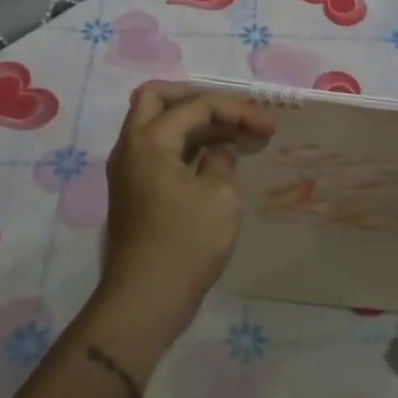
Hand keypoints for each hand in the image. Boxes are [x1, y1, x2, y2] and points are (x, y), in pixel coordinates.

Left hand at [98, 83, 277, 346]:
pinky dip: (184, 145)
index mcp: (149, 141)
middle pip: (157, 99)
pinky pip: (157, 151)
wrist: (146, 300)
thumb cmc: (187, 244)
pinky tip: (214, 158)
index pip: (195, 105)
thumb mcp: (220, 196)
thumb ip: (221, 160)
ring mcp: (128, 171)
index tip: (268, 127)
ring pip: (155, 125)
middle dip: (198, 98)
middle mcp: (131, 148)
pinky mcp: (134, 192)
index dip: (235, 109)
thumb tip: (217, 151)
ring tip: (231, 133)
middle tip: (232, 112)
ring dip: (192, 122)